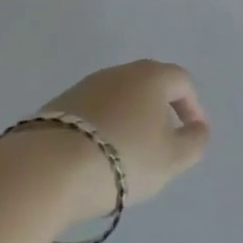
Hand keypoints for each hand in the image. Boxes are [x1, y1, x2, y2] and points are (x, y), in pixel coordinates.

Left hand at [35, 60, 210, 217]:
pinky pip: (91, 115)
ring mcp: (85, 87)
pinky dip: (100, 130)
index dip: (192, 107)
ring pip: (118, 99)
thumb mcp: (171, 159)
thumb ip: (194, 142)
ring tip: (125, 156)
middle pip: (149, 86)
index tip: (192, 134)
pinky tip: (94, 158)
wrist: (44, 171)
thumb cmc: (122, 159)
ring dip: (128, 121)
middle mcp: (120, 72)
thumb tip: (198, 128)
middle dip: (159, 112)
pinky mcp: (56, 107)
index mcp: (152, 76)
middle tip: (161, 144)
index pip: (182, 82)